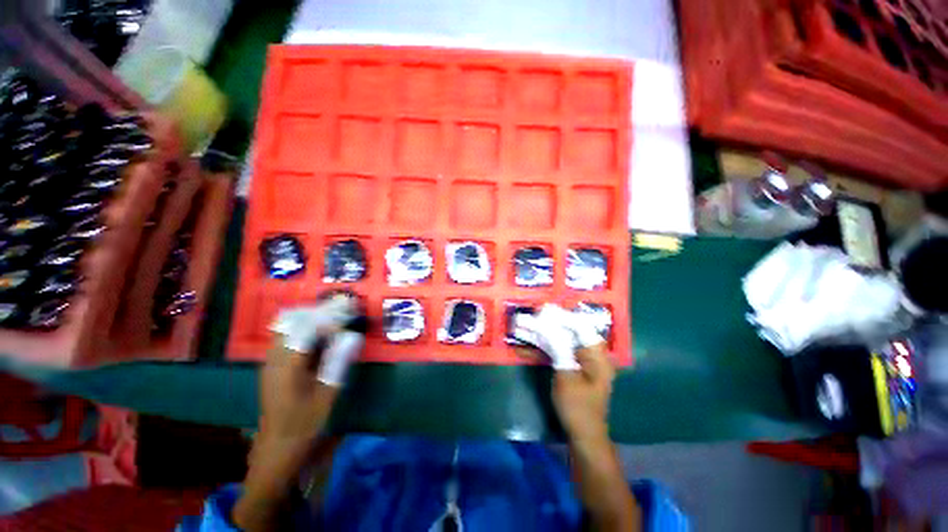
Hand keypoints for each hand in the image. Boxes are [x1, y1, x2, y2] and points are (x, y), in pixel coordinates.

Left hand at [234, 296, 365, 530]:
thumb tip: (353, 336)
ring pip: (287, 327)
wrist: (276, 451)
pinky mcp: (273, 367)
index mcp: (287, 364)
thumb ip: (338, 362)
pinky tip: (322, 337)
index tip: (350, 312)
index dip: (330, 316)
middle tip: (342, 311)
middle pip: (292, 320)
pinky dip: (305, 329)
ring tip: (335, 319)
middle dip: (318, 311)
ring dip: (311, 318)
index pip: (308, 327)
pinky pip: (287, 337)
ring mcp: (271, 362)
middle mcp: (274, 357)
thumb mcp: (326, 395)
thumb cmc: (304, 425)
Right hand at [512, 303, 613, 440]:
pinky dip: (543, 348)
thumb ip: (558, 347)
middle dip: (547, 324)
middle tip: (529, 317)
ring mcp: (581, 360)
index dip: (562, 316)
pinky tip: (525, 346)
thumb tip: (547, 324)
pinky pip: (557, 352)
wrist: (583, 435)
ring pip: (560, 341)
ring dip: (541, 335)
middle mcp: (591, 353)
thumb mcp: (566, 374)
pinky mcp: (571, 366)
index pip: (580, 326)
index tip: (544, 310)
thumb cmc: (578, 406)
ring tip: (522, 326)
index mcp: (597, 354)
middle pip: (568, 331)